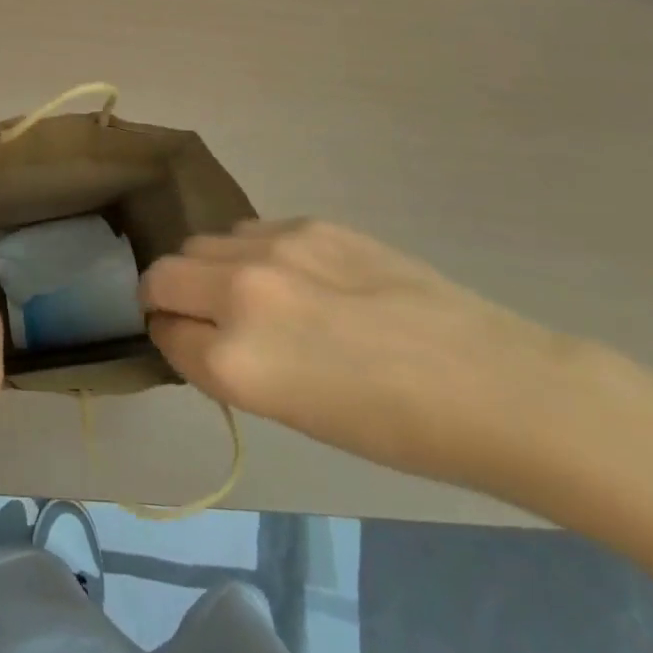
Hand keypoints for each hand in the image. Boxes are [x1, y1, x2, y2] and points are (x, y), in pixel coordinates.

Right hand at [139, 219, 585, 495]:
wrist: (489, 384)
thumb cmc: (393, 429)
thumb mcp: (289, 412)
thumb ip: (227, 363)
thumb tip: (196, 330)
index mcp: (234, 360)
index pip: (163, 331)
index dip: (169, 337)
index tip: (185, 341)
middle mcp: (239, 293)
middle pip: (163, 273)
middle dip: (167, 294)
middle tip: (201, 314)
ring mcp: (274, 248)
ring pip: (203, 243)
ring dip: (210, 268)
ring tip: (255, 294)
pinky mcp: (309, 223)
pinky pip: (250, 231)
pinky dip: (252, 253)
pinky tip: (298, 276)